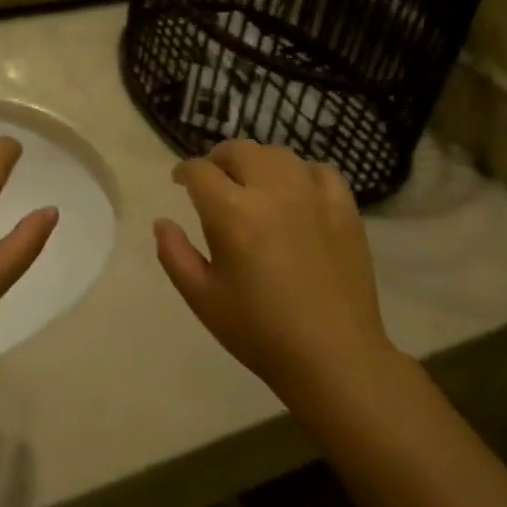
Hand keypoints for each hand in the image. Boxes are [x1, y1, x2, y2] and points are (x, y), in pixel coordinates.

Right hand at [155, 142, 390, 396]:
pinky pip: (319, 170)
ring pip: (278, 154)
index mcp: (232, 213)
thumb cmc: (259, 331)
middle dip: (218, 160)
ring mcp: (312, 195)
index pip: (200, 171)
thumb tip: (162, 222)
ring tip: (252, 183)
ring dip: (257, 162)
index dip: (184, 172)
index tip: (180, 182)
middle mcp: (272, 191)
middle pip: (239, 151)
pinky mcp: (344, 208)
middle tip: (213, 181)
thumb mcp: (202, 298)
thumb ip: (174, 254)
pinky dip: (300, 172)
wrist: (333, 356)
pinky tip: (296, 191)